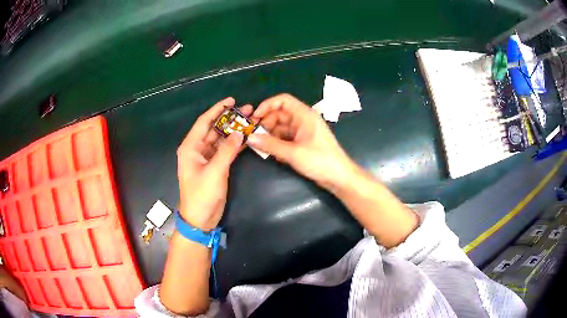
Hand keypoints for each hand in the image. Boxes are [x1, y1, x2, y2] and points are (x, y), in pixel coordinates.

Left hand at [177, 97, 251, 230]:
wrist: (200, 219)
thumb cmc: (202, 195)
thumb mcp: (214, 171)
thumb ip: (227, 150)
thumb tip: (239, 132)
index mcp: (191, 147)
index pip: (204, 122)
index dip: (217, 109)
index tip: (231, 100)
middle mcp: (197, 149)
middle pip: (214, 129)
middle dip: (229, 119)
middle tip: (247, 110)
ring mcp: (206, 158)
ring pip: (221, 139)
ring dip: (233, 131)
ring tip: (250, 121)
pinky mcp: (214, 167)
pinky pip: (225, 151)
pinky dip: (234, 145)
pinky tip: (246, 138)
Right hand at [249, 94, 358, 191]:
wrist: (339, 177)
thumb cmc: (320, 161)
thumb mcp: (293, 153)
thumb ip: (270, 145)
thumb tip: (250, 138)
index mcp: (304, 115)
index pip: (283, 101)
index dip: (267, 106)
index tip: (254, 118)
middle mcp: (303, 120)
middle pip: (280, 114)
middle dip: (265, 123)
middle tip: (253, 135)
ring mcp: (303, 132)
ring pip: (281, 127)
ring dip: (269, 134)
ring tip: (258, 144)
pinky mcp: (302, 143)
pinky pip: (285, 137)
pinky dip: (276, 142)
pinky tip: (269, 151)